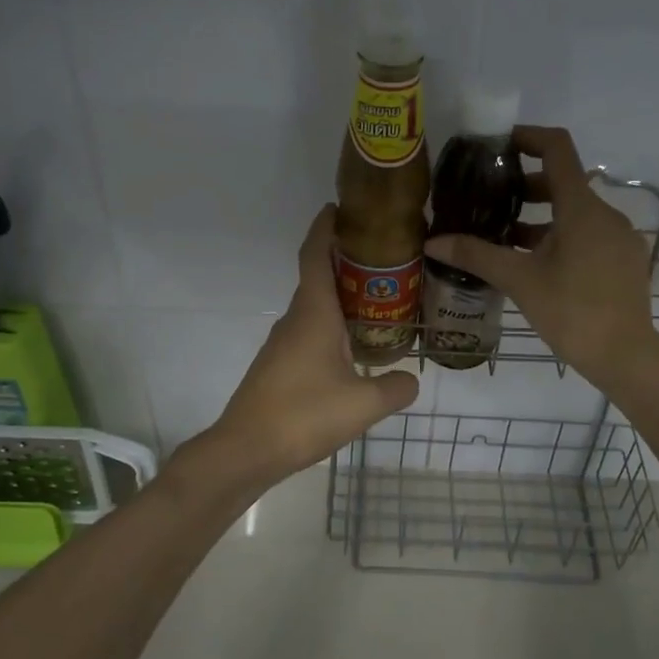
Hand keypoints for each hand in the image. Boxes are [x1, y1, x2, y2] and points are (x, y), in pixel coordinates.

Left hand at [208, 205, 419, 480]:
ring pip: (314, 307)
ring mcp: (282, 343)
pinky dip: (331, 324)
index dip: (325, 228)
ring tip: (378, 301)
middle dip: (345, 261)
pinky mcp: (278, 365)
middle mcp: (294, 319)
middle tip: (383, 258)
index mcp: (313, 314)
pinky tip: (352, 346)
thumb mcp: (364, 405)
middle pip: (317, 277)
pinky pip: (308, 330)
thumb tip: (411, 381)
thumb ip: (395, 389)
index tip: (339, 208)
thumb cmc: (304, 415)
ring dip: (340, 296)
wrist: (246, 450)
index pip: (315, 256)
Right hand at [425, 126, 658, 395]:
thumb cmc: (572, 312)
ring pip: (577, 212)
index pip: (558, 148)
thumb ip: (476, 255)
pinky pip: (590, 235)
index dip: (528, 136)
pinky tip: (538, 264)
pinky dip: (562, 236)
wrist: (626, 357)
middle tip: (492, 199)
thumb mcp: (519, 281)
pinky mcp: (626, 261)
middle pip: (564, 181)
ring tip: (507, 236)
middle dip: (527, 185)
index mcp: (582, 208)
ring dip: (542, 216)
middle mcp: (607, 213)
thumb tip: (433, 242)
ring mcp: (621, 238)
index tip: (499, 144)